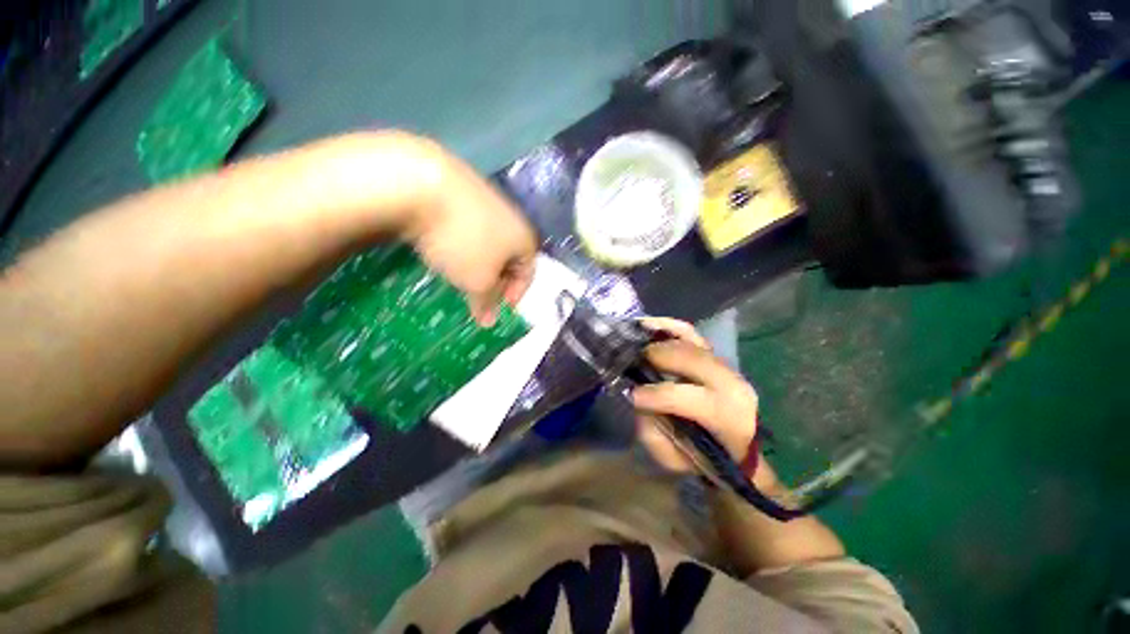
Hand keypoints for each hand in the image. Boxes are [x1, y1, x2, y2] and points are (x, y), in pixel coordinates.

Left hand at [403, 140, 537, 324]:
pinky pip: (470, 227)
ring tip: (460, 274)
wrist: (422, 184)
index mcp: (524, 239)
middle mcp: (512, 218)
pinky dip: (463, 243)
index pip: (528, 274)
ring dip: (479, 263)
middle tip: (478, 295)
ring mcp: (487, 201)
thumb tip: (488, 322)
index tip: (497, 309)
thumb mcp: (478, 282)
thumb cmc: (463, 242)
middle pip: (509, 258)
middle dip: (496, 281)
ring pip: (489, 242)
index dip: (515, 295)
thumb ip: (486, 303)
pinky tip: (446, 248)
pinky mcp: (462, 190)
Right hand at [632, 318, 758, 472]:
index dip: (655, 395)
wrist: (736, 450)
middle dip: (656, 357)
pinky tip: (647, 325)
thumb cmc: (703, 459)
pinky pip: (690, 332)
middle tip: (631, 361)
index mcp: (727, 417)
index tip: (631, 395)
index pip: (687, 397)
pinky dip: (667, 326)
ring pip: (689, 341)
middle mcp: (732, 384)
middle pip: (690, 359)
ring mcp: (726, 365)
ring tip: (634, 341)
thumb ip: (652, 431)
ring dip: (658, 339)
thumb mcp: (673, 458)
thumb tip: (635, 396)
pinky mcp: (716, 355)